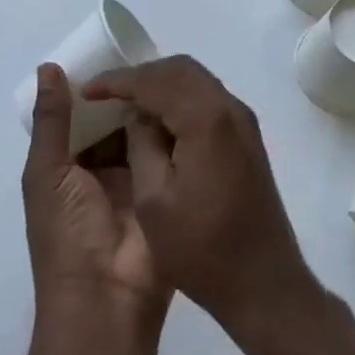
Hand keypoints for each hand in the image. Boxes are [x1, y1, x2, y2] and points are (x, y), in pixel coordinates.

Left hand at [22, 64, 170, 331]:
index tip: (112, 48)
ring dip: (151, 106)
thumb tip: (48, 66)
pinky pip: (167, 150)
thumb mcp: (47, 174)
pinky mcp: (166, 188)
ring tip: (170, 65)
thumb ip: (51, 121)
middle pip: (115, 121)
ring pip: (142, 132)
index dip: (93, 86)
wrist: (107, 300)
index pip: (82, 117)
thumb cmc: (66, 235)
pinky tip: (186, 95)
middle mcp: (102, 170)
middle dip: (126, 93)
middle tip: (147, 51)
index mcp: (69, 167)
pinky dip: (172, 127)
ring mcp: (136, 180)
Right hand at [84, 56, 318, 332]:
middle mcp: (229, 107)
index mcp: (206, 118)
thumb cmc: (203, 250)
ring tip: (128, 105)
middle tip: (108, 93)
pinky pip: (207, 98)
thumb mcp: (154, 202)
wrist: (265, 285)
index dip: (118, 80)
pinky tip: (159, 122)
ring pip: (195, 80)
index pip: (155, 80)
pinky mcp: (246, 136)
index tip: (88, 89)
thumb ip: (141, 145)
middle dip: (141, 75)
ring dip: (161, 85)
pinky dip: (179, 98)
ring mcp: (242, 120)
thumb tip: (137, 115)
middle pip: (179, 69)